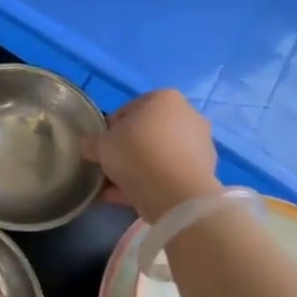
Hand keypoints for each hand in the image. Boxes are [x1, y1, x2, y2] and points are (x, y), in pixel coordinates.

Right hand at [83, 89, 222, 224]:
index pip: (127, 111)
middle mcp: (187, 115)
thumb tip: (90, 146)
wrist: (176, 194)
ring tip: (118, 189)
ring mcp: (200, 144)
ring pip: (159, 155)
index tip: (101, 148)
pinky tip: (133, 198)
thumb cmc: (136, 154)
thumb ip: (92, 143)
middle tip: (111, 168)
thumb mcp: (101, 145)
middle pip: (147, 133)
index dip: (110, 130)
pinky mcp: (205, 171)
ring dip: (140, 169)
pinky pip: (171, 174)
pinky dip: (154, 183)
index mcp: (164, 98)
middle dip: (128, 150)